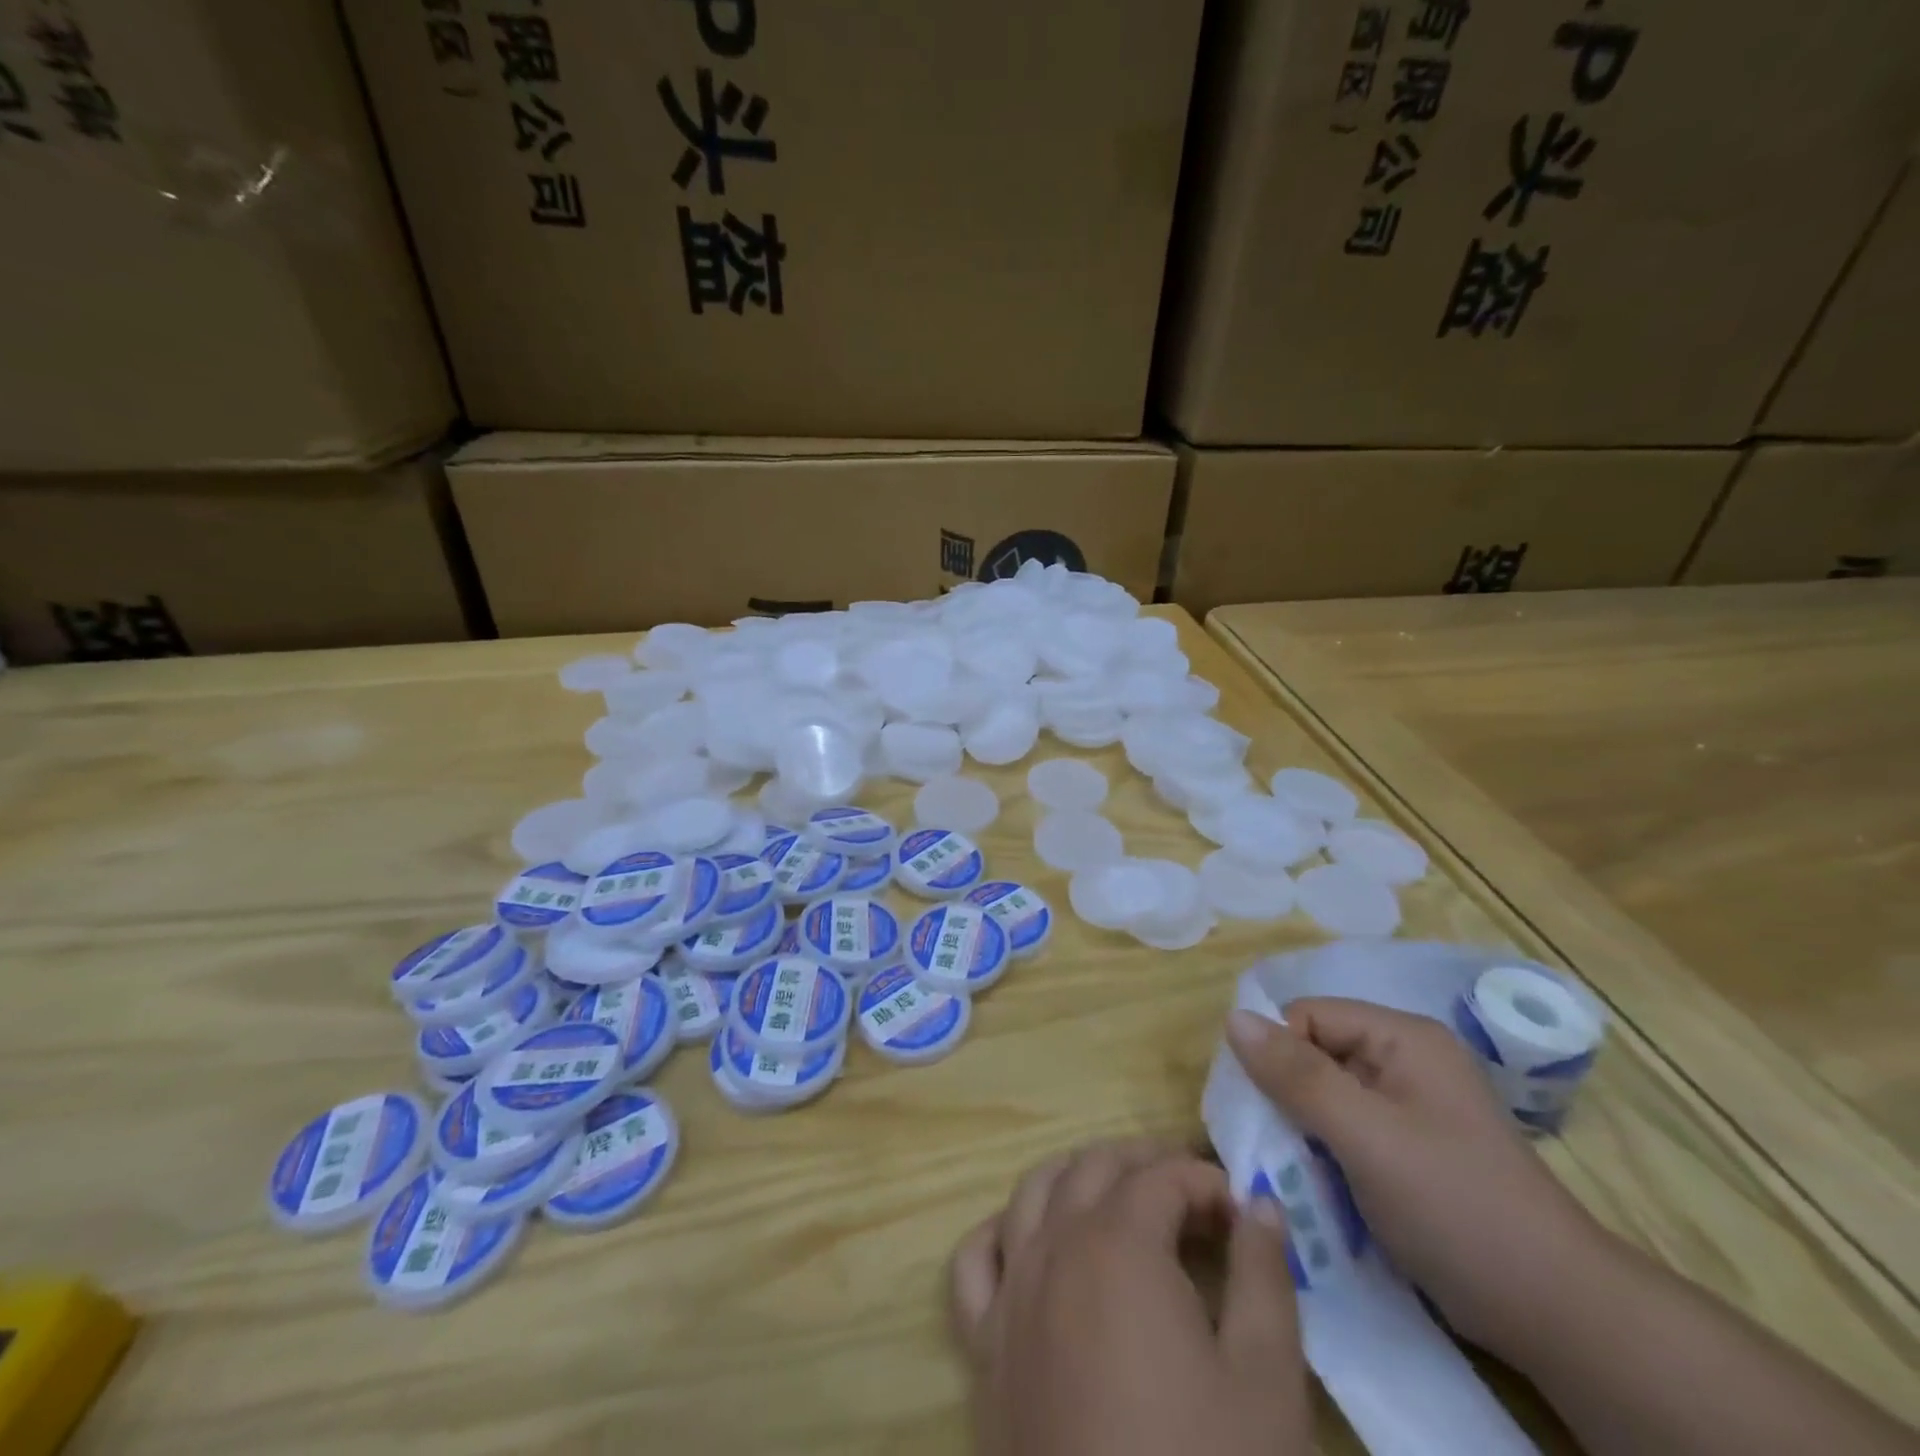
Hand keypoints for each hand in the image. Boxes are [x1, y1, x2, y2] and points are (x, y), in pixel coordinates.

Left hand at [949, 1140, 1311, 1455]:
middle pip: (1092, 1168)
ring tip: (1118, 1198)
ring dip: (1076, 1178)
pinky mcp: (983, 1348)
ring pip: (1032, 1193)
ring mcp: (1009, 1294)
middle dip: (1143, 1165)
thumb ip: (1264, 1277)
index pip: (1160, 1178)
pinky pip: (975, 1262)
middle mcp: (1052, 1249)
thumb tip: (1259, 1203)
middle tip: (1189, 1192)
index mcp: (1117, 1245)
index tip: (1240, 1213)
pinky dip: (1002, 1233)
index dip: (1204, 1182)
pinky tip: (1030, 1244)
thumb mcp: (1266, 1383)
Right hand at [1226, 998, 1609, 1366]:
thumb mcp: (1365, 1135)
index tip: (1264, 1109)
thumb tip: (1232, 1016)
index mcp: (1402, 1037)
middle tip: (1272, 1143)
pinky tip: (1317, 1183)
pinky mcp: (1407, 1147)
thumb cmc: (1455, 1206)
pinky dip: (1322, 1150)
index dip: (1278, 1054)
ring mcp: (1408, 1105)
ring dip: (1300, 1127)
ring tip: (1291, 1168)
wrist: (1554, 1312)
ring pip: (1324, 1094)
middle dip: (1284, 1094)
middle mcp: (1404, 1059)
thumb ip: (1296, 1075)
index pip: (1307, 1015)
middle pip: (1313, 1052)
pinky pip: (1343, 1128)